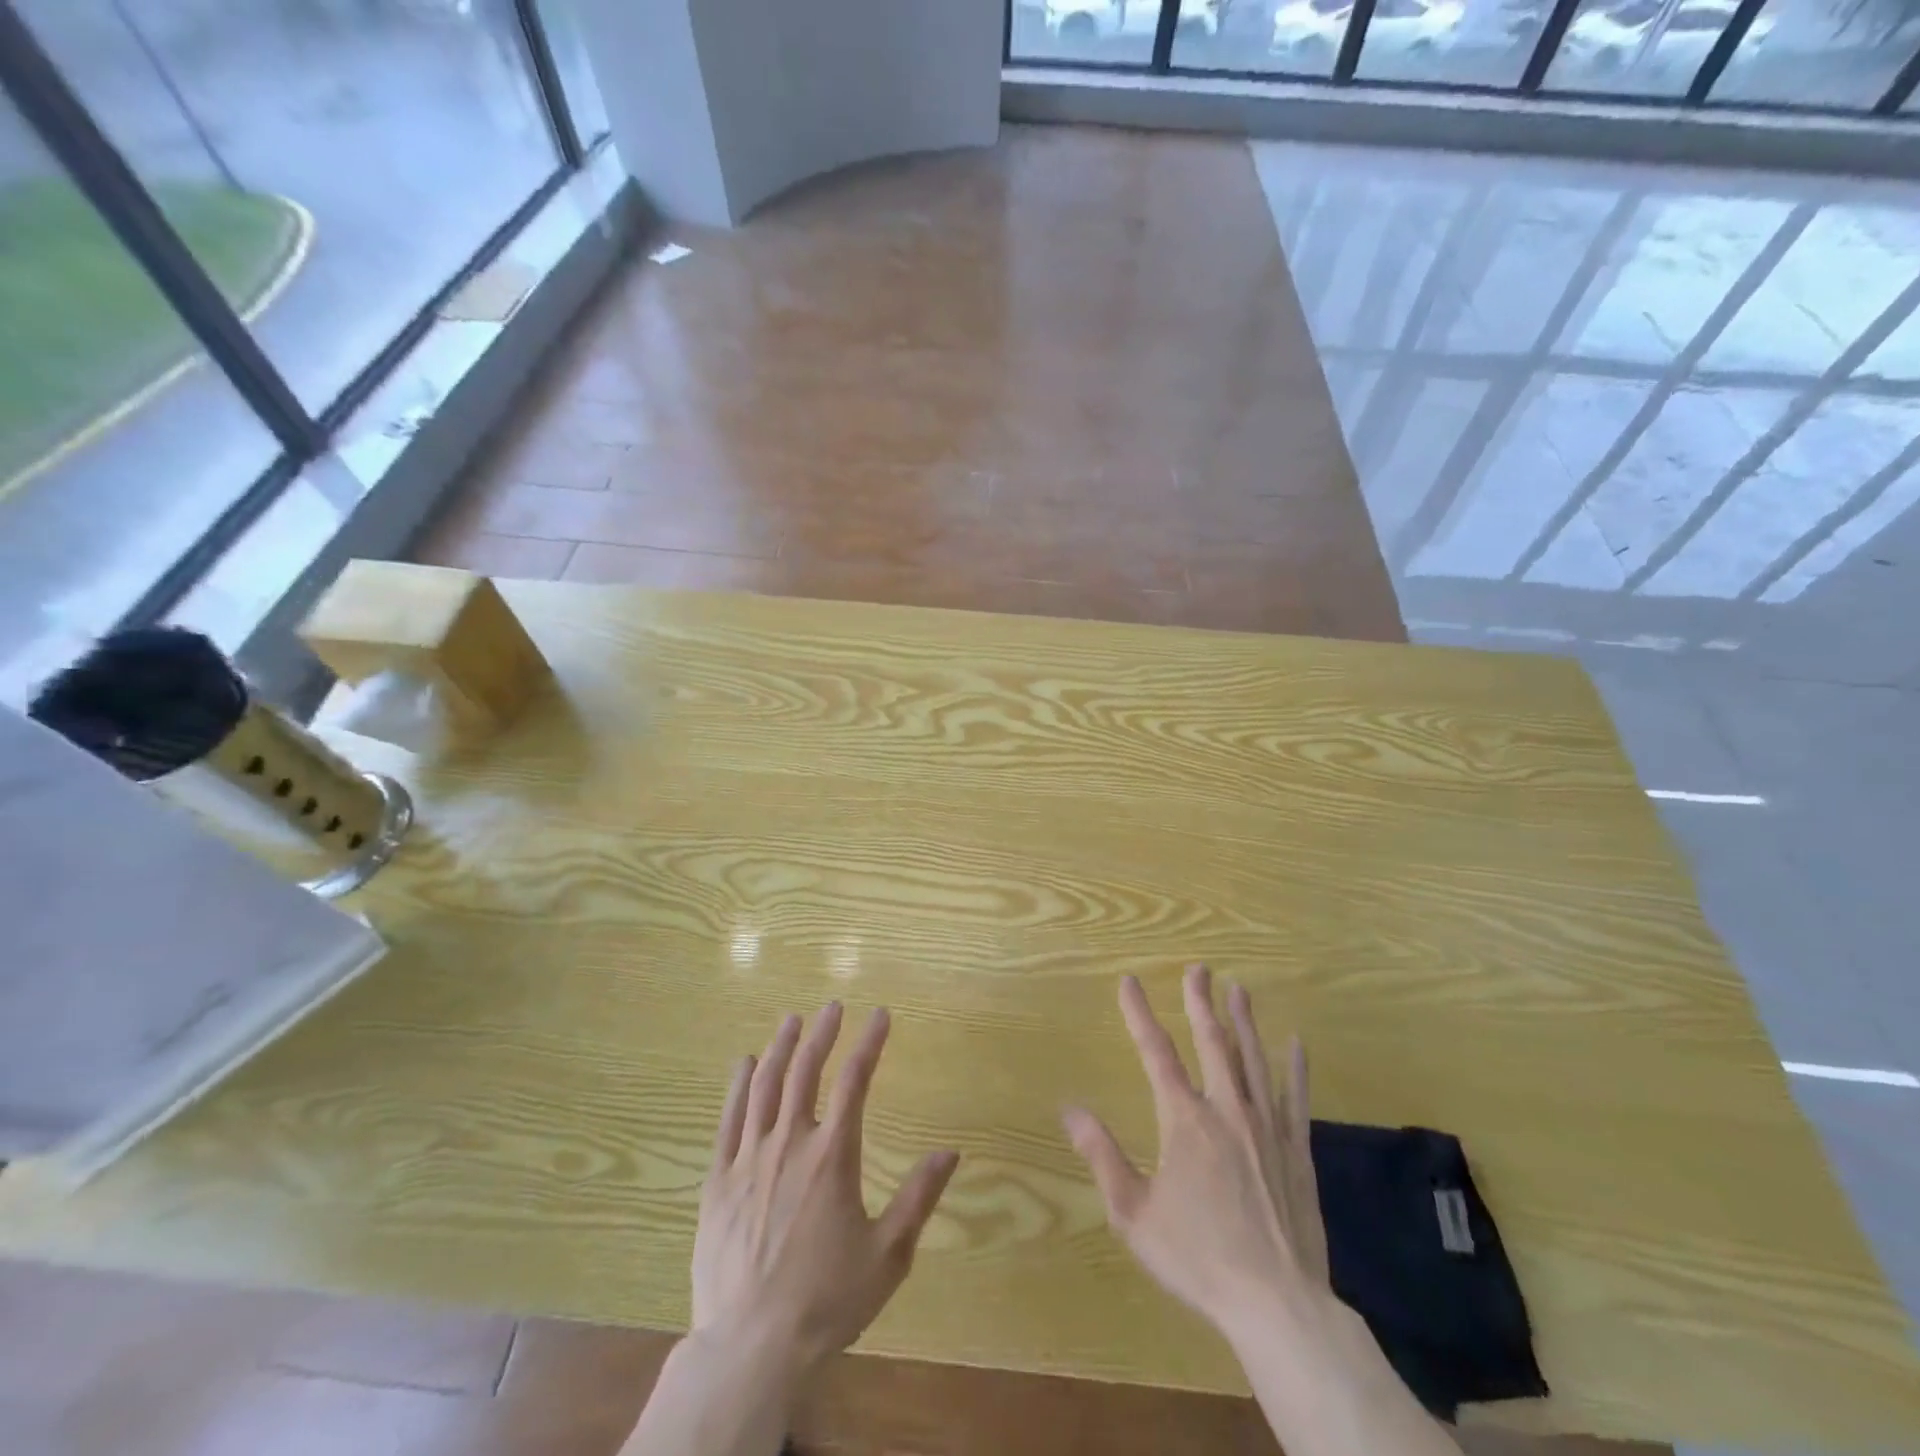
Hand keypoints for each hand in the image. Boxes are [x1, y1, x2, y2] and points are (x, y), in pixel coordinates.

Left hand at [693, 1003, 959, 1375]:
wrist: (750, 1347)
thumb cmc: (826, 1300)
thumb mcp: (888, 1254)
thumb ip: (918, 1197)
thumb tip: (950, 1152)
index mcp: (832, 1155)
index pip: (855, 1081)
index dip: (869, 1042)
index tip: (880, 1014)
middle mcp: (790, 1143)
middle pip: (805, 1071)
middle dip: (822, 1033)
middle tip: (833, 1006)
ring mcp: (749, 1159)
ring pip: (764, 1086)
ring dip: (780, 1047)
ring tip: (791, 1020)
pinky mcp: (718, 1181)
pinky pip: (728, 1120)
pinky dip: (737, 1086)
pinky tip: (743, 1064)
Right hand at [1063, 964, 1328, 1334]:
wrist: (1277, 1304)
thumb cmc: (1198, 1257)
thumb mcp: (1134, 1213)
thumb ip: (1102, 1155)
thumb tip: (1070, 1109)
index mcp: (1185, 1120)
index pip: (1156, 1052)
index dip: (1139, 1014)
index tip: (1129, 981)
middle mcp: (1227, 1110)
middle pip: (1212, 1042)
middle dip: (1201, 1002)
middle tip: (1198, 969)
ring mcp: (1267, 1128)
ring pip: (1254, 1060)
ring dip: (1244, 1021)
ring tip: (1239, 989)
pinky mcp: (1297, 1151)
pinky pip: (1296, 1097)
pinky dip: (1295, 1067)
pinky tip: (1296, 1043)